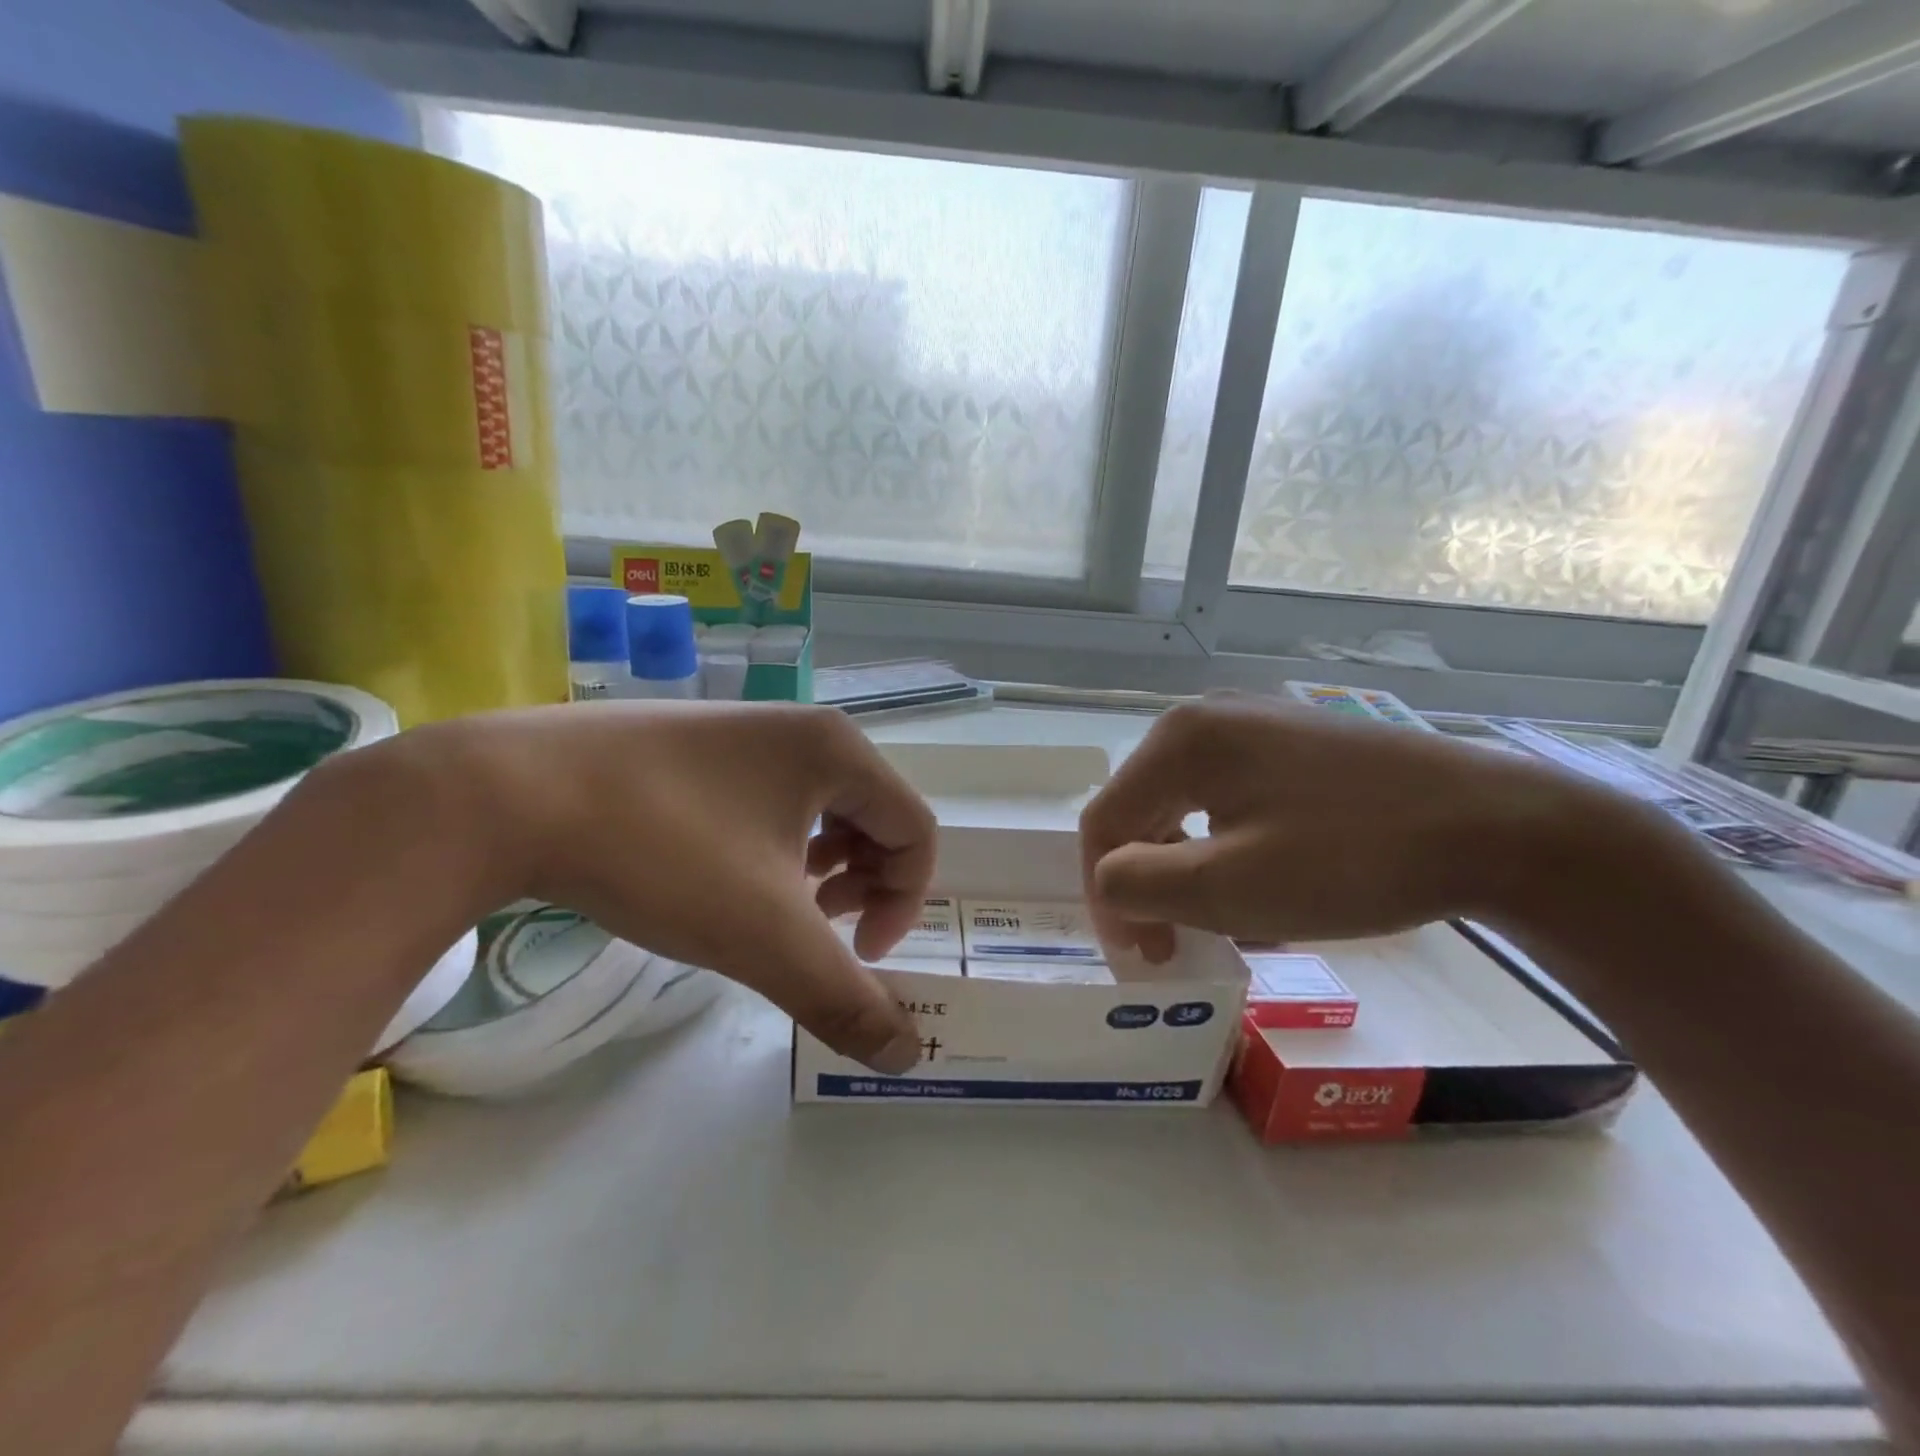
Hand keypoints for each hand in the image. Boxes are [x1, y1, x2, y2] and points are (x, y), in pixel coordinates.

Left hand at [413, 701, 932, 1072]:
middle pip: (874, 815)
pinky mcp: (695, 741)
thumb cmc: (663, 851)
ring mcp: (744, 728)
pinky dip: (773, 845)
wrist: (505, 793)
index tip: (857, 954)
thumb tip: (907, 1056)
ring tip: (778, 906)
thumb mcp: (766, 935)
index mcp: (840, 751)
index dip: (904, 903)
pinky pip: (768, 796)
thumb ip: (843, 999)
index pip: (916, 831)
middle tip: (822, 928)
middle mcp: (802, 727)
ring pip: (821, 807)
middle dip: (864, 884)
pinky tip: (725, 876)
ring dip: (822, 868)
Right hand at [1079, 694, 1608, 959]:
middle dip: (1149, 882)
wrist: (1500, 826)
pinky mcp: (1294, 743)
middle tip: (1175, 943)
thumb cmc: (1353, 857)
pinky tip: (1266, 884)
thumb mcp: (1231, 887)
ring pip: (1189, 808)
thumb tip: (1110, 882)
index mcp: (1181, 740)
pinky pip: (1232, 799)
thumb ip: (1140, 885)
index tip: (1140, 955)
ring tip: (1226, 921)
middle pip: (1144, 809)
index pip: (1105, 820)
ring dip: (1190, 869)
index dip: (1104, 892)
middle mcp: (1208, 718)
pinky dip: (1229, 848)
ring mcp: (1256, 725)